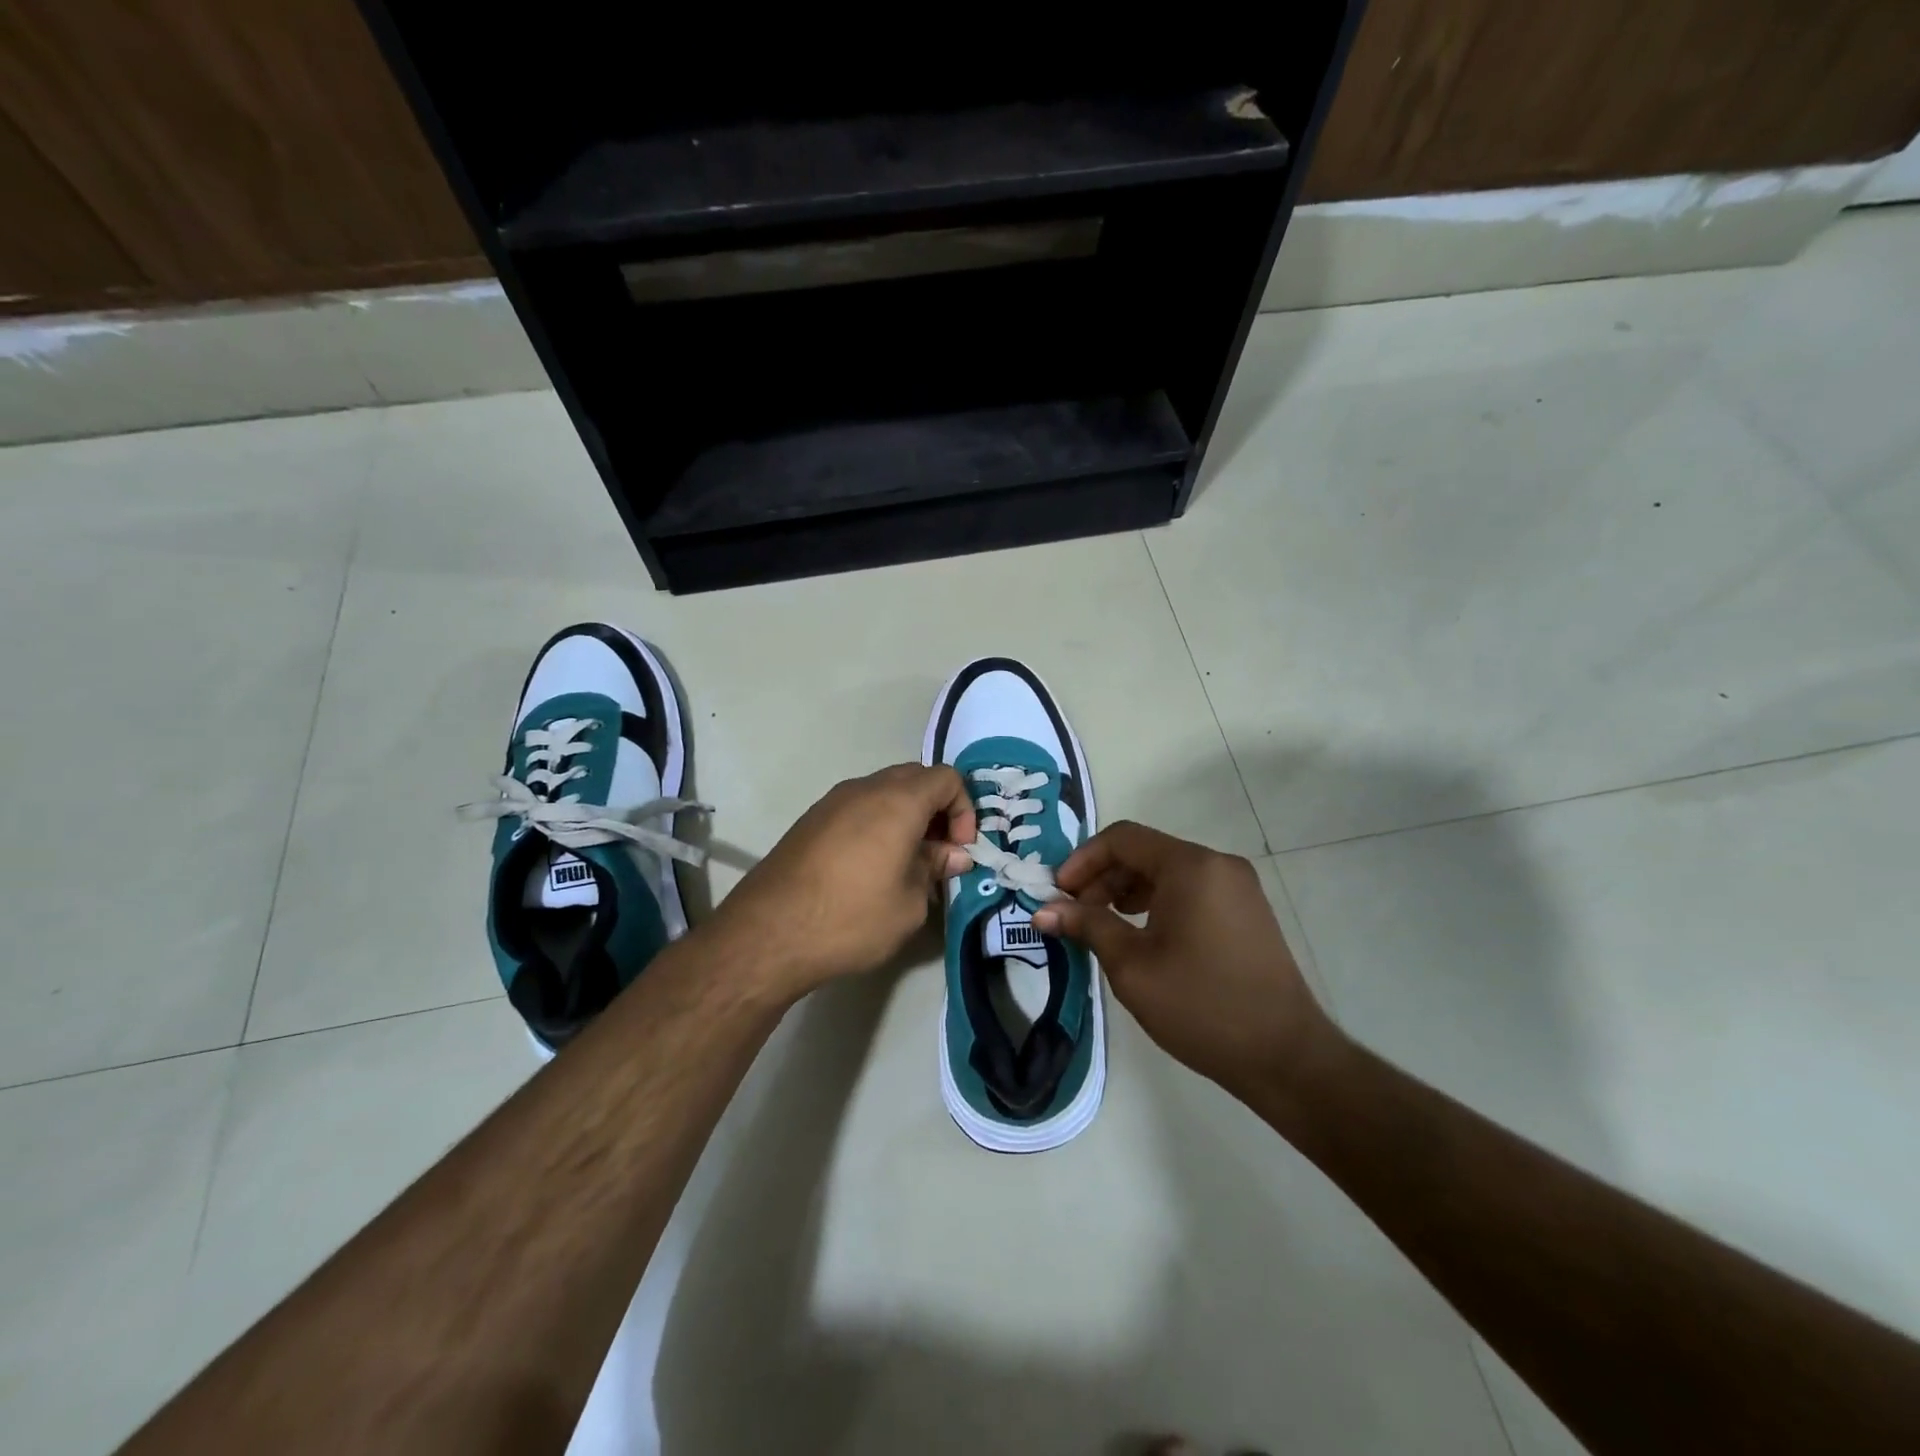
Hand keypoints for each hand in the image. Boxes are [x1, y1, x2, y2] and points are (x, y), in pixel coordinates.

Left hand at [707, 762, 975, 1002]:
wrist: (768, 933)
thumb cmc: (852, 918)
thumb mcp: (909, 903)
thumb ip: (935, 869)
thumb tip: (951, 855)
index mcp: (898, 801)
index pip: (947, 778)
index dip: (964, 810)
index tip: (958, 850)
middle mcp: (865, 789)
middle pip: (916, 778)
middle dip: (937, 809)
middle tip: (938, 852)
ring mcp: (833, 801)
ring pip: (884, 791)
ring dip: (906, 816)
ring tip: (906, 862)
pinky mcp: (811, 820)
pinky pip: (858, 807)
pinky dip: (877, 823)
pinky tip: (871, 866)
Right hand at [1032, 822, 1337, 1102]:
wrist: (1285, 1056)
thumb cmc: (1201, 1006)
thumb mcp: (1132, 966)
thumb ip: (1087, 926)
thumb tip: (1043, 910)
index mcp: (1191, 866)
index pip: (1123, 839)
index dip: (1083, 860)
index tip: (1058, 894)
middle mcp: (1218, 865)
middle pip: (1146, 852)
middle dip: (1103, 877)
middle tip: (1075, 914)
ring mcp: (1238, 887)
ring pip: (1168, 872)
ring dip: (1127, 891)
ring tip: (1103, 927)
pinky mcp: (1247, 912)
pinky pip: (1191, 890)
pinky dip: (1158, 902)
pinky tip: (1142, 935)